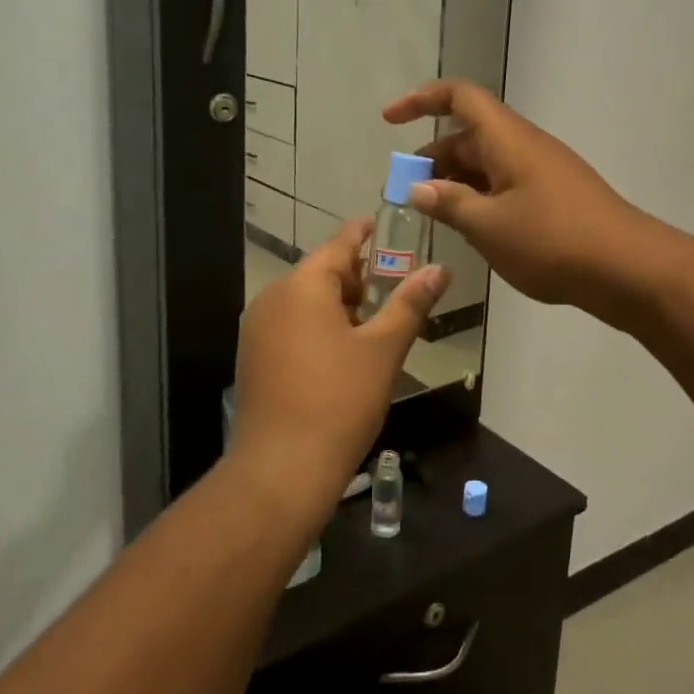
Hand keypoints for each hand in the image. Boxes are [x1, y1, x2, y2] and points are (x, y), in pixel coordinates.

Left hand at [232, 221, 449, 521]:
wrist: (281, 469)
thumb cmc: (339, 400)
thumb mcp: (383, 349)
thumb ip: (410, 303)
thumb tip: (440, 269)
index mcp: (302, 287)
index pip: (338, 245)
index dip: (363, 233)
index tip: (382, 223)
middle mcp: (272, 299)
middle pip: (320, 273)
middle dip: (357, 277)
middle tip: (393, 288)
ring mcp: (258, 330)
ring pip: (305, 302)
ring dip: (339, 305)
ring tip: (374, 325)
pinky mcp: (254, 358)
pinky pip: (291, 326)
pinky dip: (318, 326)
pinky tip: (342, 353)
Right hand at [384, 80, 652, 314]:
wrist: (628, 268)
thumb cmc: (553, 241)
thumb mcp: (490, 227)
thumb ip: (450, 203)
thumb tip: (418, 187)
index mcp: (507, 139)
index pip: (460, 97)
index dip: (421, 100)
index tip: (389, 121)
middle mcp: (524, 145)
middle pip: (469, 134)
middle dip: (432, 157)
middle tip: (407, 192)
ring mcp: (542, 170)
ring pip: (487, 162)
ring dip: (455, 181)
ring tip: (433, 215)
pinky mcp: (554, 196)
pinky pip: (505, 183)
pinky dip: (480, 197)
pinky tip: (471, 229)